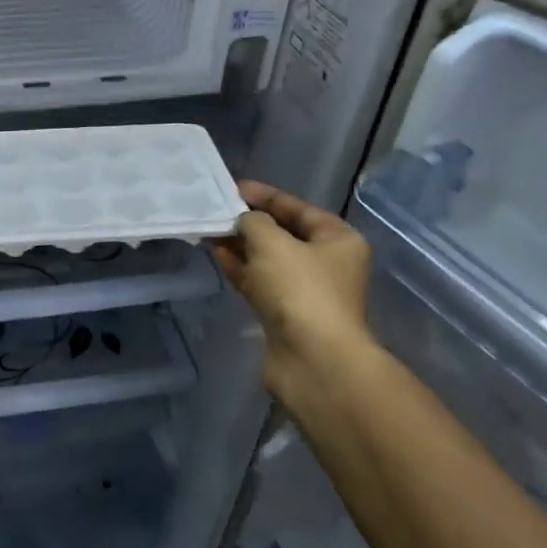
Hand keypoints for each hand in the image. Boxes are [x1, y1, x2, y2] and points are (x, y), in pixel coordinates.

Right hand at [211, 180, 378, 411]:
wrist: (313, 360)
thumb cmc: (300, 291)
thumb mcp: (273, 244)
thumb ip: (253, 223)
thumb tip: (244, 222)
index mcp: (337, 239)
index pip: (298, 208)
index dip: (265, 196)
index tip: (233, 187)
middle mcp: (326, 263)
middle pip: (283, 234)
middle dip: (249, 222)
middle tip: (216, 210)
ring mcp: (305, 291)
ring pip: (268, 260)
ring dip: (240, 246)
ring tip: (209, 230)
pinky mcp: (285, 314)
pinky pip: (259, 282)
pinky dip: (240, 269)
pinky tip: (216, 256)